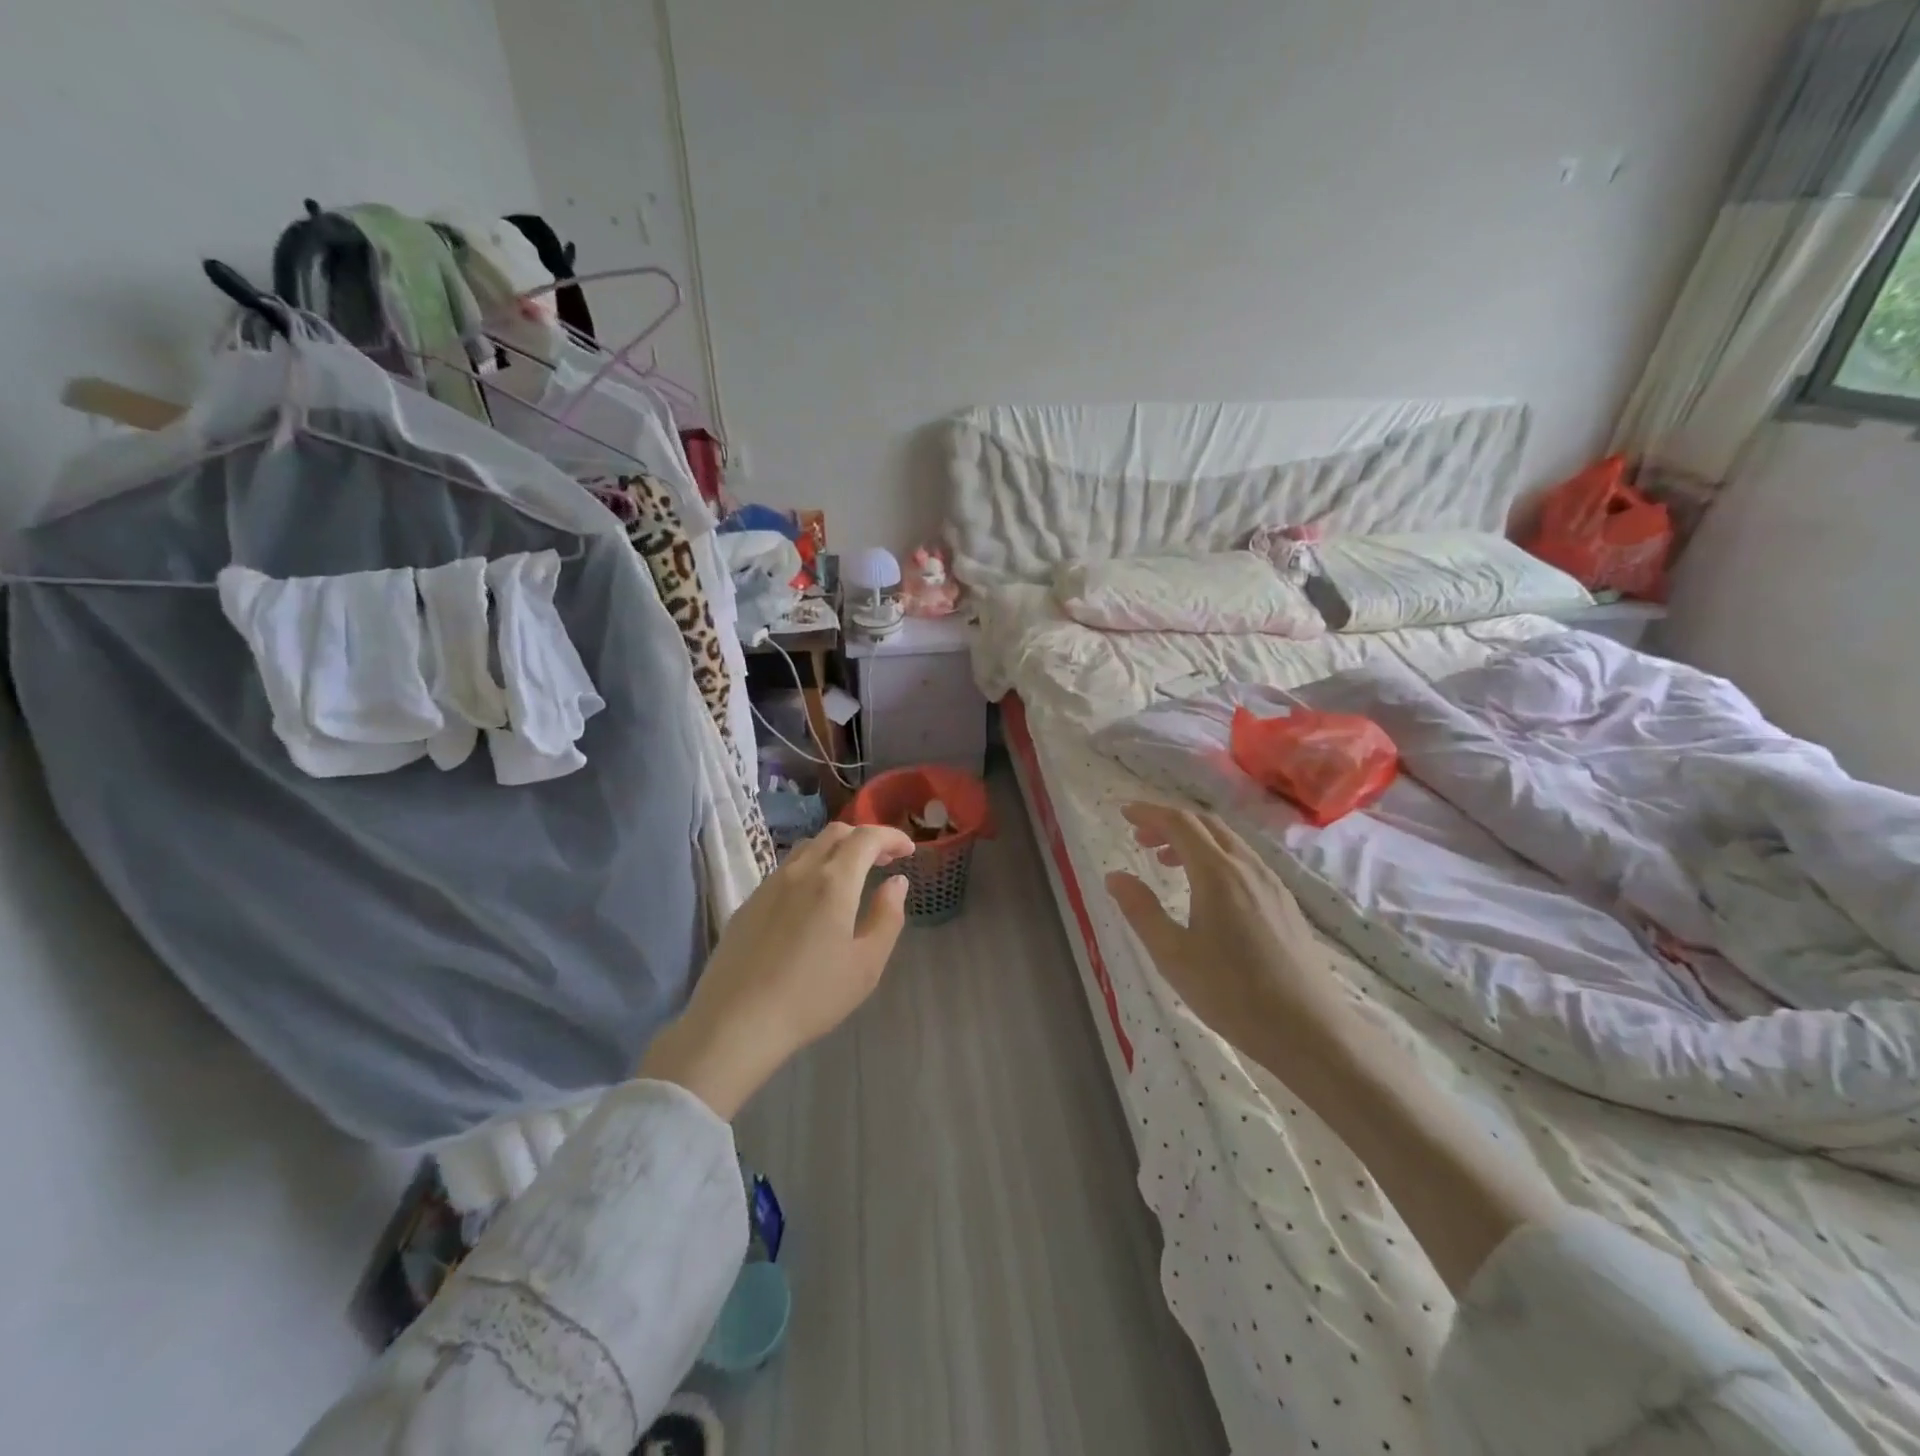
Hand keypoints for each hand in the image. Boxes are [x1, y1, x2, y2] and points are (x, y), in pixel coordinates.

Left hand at [641, 823, 915, 1117]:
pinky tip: (813, 900)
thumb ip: (887, 916)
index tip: (908, 850)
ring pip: (807, 847)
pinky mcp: (748, 903)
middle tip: (884, 861)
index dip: (891, 837)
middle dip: (865, 838)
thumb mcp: (866, 964)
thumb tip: (897, 882)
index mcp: (834, 881)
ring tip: (850, 876)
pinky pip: (786, 869)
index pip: (867, 838)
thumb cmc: (811, 996)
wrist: (735, 1022)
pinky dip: (810, 868)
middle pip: (835, 833)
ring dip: (836, 850)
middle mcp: (800, 871)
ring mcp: (769, 885)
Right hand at [1105, 802, 1367, 1076]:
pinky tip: (1206, 890)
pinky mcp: (1285, 904)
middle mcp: (1247, 868)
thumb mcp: (1173, 955)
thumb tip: (1114, 876)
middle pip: (1206, 824)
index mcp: (1217, 873)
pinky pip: (1244, 861)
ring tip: (1166, 862)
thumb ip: (1140, 910)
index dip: (1149, 812)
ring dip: (1194, 840)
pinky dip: (1216, 857)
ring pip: (1228, 842)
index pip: (1180, 823)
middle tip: (1140, 838)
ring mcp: (1272, 884)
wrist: (1309, 1031)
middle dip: (1170, 822)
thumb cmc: (1232, 993)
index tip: (1123, 812)